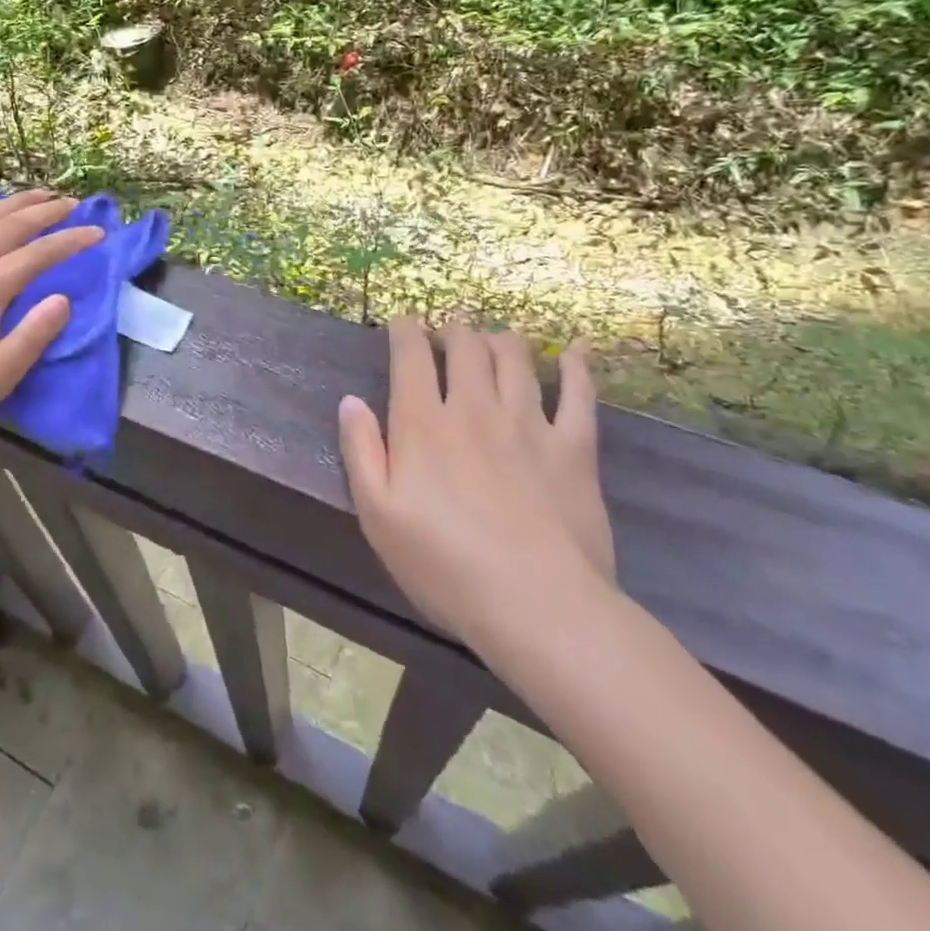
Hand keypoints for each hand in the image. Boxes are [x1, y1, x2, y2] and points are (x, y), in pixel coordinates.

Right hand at [338, 321, 614, 655]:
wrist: (536, 606)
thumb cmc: (444, 565)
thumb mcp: (378, 515)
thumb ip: (361, 451)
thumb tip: (350, 401)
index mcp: (424, 423)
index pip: (411, 355)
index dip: (405, 330)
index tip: (402, 324)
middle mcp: (475, 408)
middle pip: (465, 345)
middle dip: (452, 330)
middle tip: (446, 336)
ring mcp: (529, 423)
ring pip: (515, 357)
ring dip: (500, 339)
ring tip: (493, 341)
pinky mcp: (574, 447)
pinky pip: (579, 392)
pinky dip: (576, 365)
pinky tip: (574, 350)